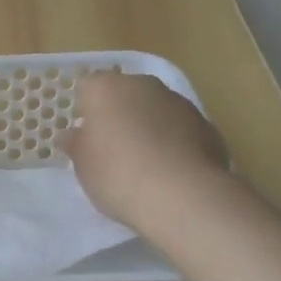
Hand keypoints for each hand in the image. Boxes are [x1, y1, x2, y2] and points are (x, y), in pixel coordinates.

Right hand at [61, 71, 228, 229]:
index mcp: (107, 88)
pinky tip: (171, 172)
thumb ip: (77, 144)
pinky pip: (180, 130)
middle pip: (125, 94)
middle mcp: (144, 85)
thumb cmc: (117, 174)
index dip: (86, 110)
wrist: (182, 195)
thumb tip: (74, 135)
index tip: (87, 137)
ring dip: (149, 127)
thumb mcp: (83, 165)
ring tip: (146, 165)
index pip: (89, 87)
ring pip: (156, 110)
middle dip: (120, 115)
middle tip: (113, 150)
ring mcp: (179, 103)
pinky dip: (174, 143)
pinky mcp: (206, 125)